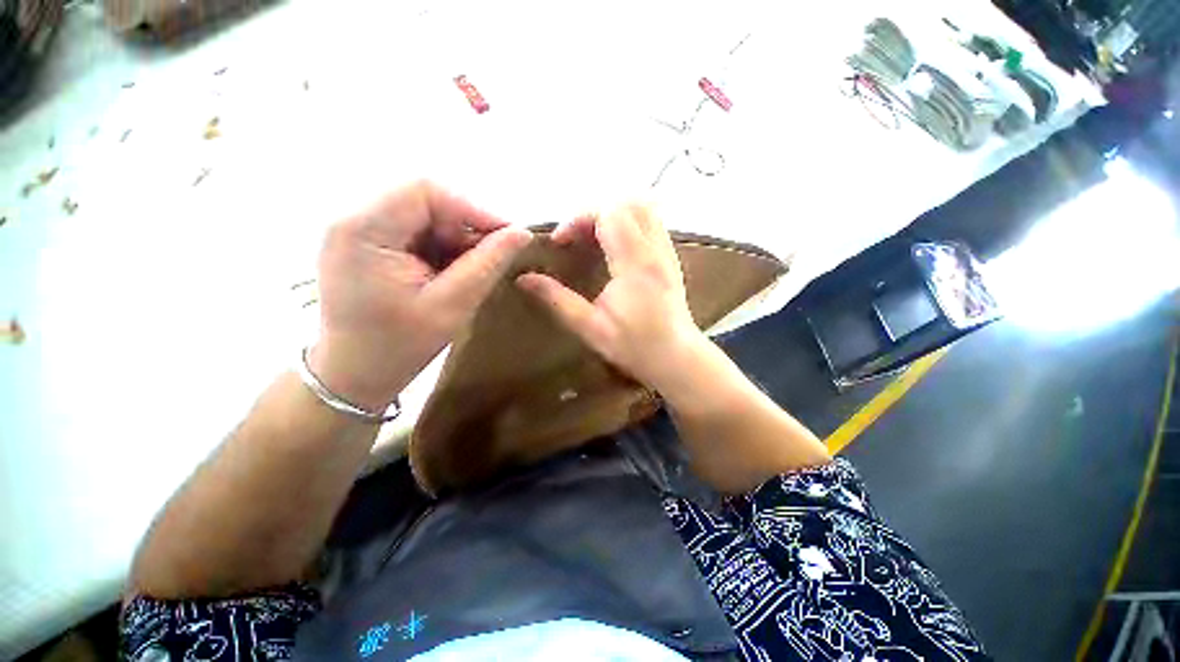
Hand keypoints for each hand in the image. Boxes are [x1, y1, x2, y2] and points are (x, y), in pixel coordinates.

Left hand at [309, 181, 531, 411]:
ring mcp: (357, 231)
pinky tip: (452, 272)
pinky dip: (442, 247)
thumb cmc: (400, 346)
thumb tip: (522, 233)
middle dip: (465, 226)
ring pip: (423, 215)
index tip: (507, 235)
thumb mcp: (453, 305)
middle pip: (423, 200)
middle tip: (493, 257)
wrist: (356, 374)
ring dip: (455, 239)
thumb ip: (488, 264)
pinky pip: (415, 231)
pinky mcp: (367, 244)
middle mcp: (352, 219)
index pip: (424, 190)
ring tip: (473, 269)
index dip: (472, 207)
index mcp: (362, 230)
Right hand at [516, 204, 706, 391]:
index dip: (578, 219)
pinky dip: (629, 221)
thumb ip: (557, 301)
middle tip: (577, 237)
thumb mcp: (590, 328)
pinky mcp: (670, 256)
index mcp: (634, 264)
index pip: (608, 214)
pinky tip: (615, 246)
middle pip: (627, 202)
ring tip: (593, 237)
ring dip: (613, 213)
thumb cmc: (635, 346)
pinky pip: (652, 220)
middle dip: (594, 211)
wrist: (677, 357)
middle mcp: (655, 249)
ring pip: (644, 206)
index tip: (561, 242)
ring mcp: (667, 250)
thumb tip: (524, 279)